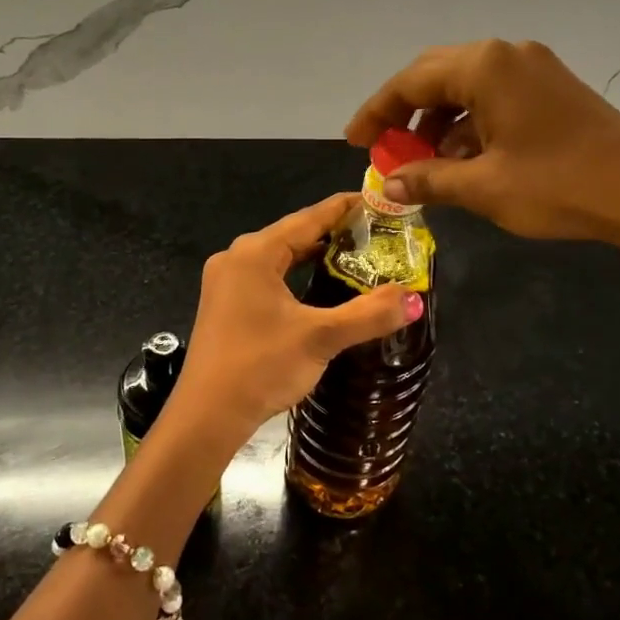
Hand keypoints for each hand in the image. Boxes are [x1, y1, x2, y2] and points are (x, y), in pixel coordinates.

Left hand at [169, 194, 421, 449]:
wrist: (205, 417)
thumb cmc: (260, 367)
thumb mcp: (320, 337)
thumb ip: (368, 314)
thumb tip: (414, 299)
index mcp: (254, 253)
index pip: (309, 217)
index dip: (346, 208)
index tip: (379, 202)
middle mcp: (236, 258)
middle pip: (293, 234)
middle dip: (334, 232)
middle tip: (377, 234)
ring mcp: (226, 282)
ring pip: (280, 257)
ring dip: (315, 255)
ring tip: (357, 255)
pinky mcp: (225, 305)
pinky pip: (268, 277)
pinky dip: (296, 275)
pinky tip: (319, 286)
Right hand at [346, 39, 619, 254]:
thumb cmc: (558, 186)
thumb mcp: (483, 187)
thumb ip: (428, 179)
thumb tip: (387, 184)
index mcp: (485, 66)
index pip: (411, 82)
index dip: (376, 113)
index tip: (354, 140)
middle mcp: (507, 55)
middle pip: (436, 76)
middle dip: (405, 113)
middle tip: (383, 147)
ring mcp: (535, 69)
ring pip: (467, 88)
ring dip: (439, 123)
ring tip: (424, 164)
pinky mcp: (554, 89)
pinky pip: (496, 98)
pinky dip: (471, 126)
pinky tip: (464, 161)